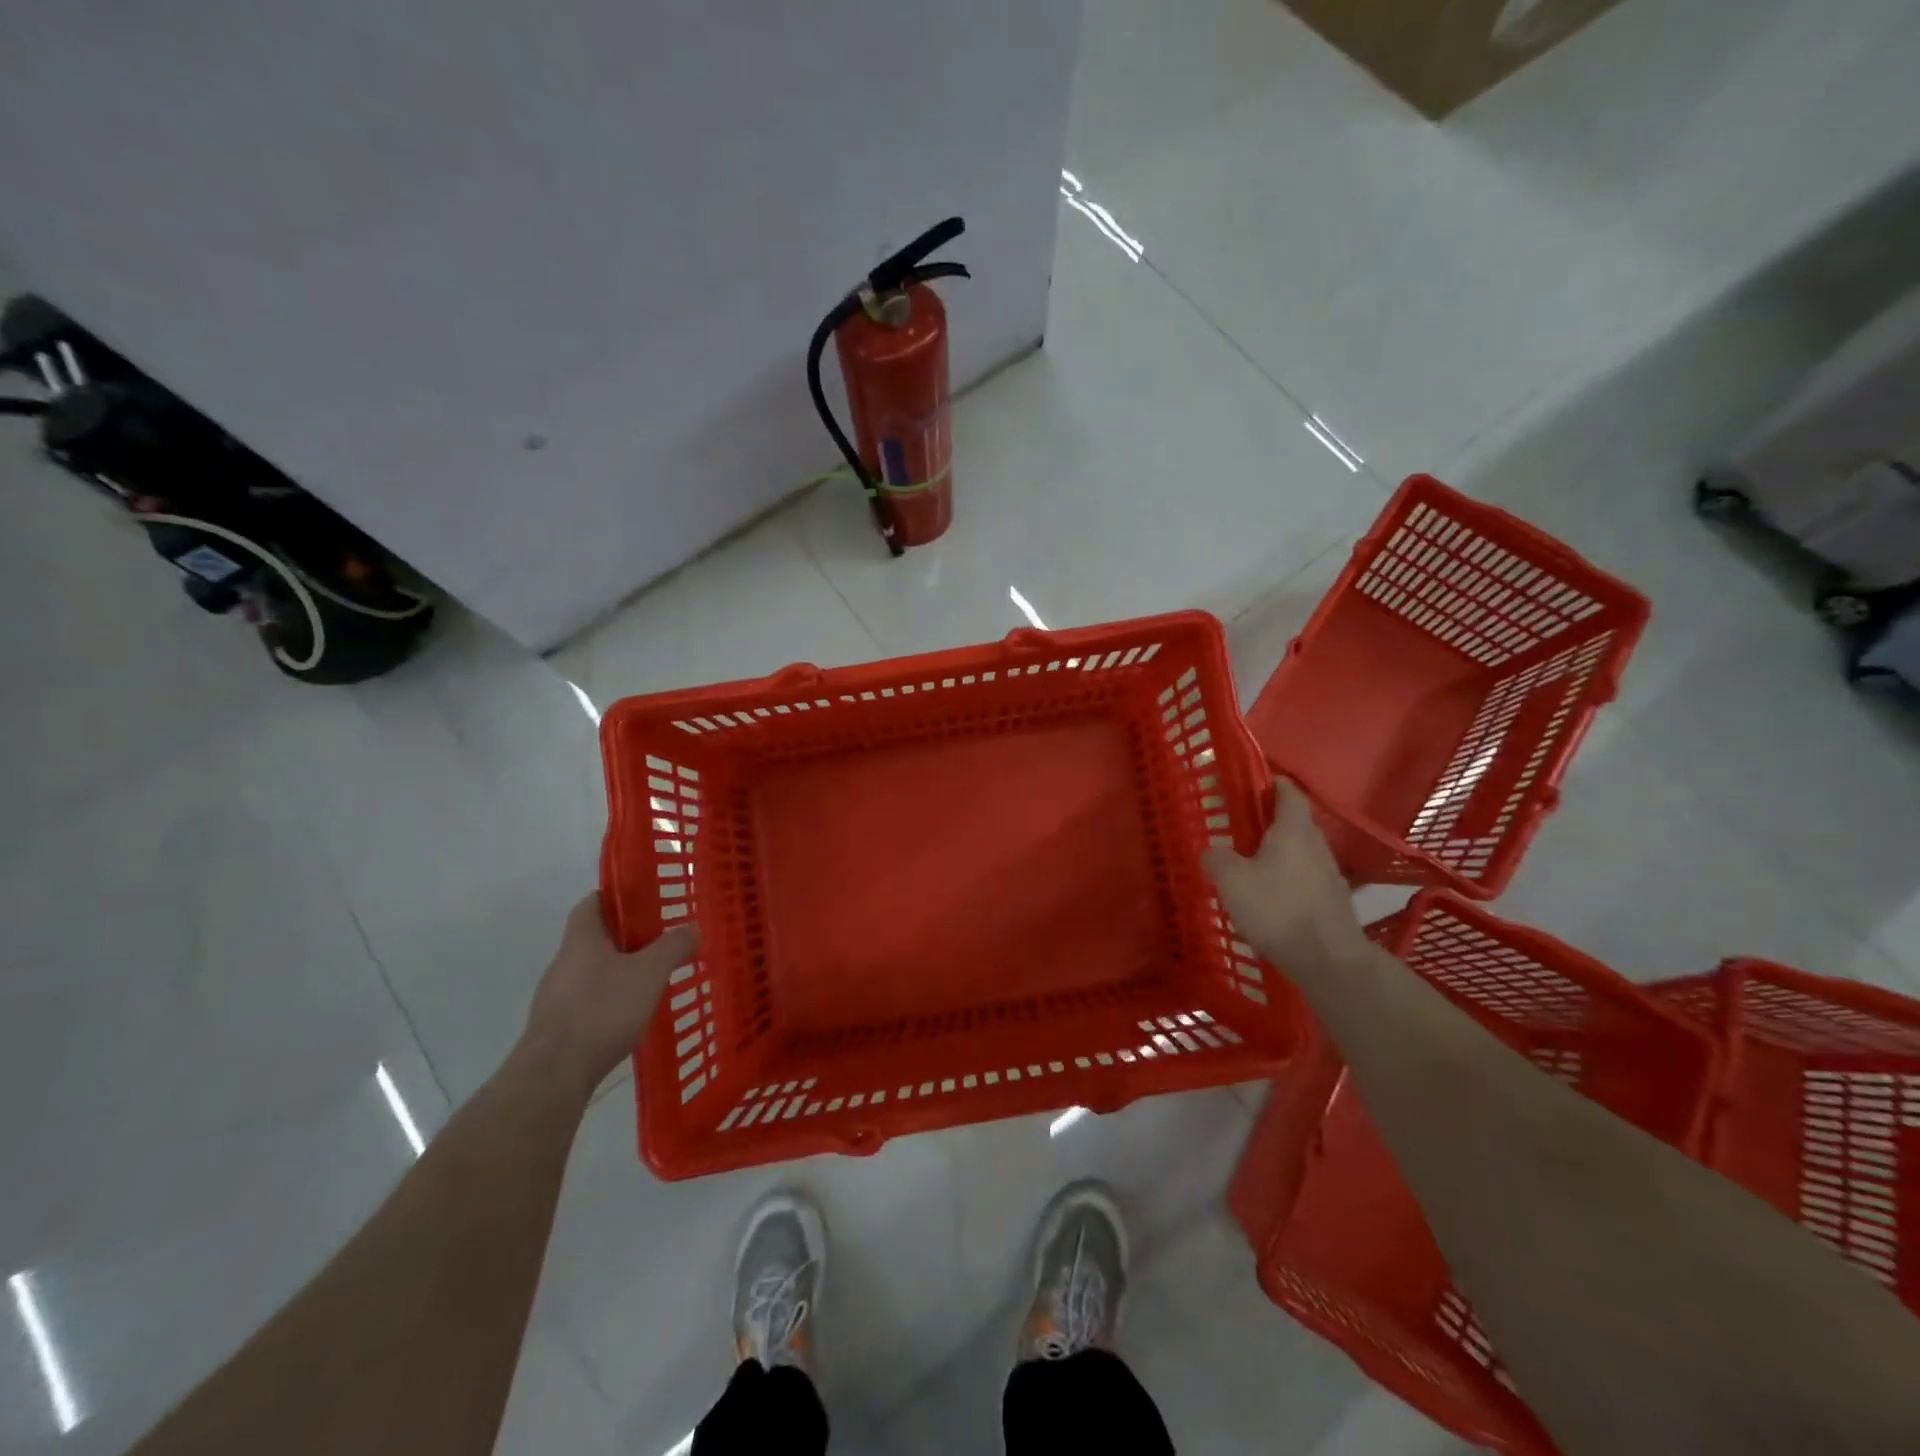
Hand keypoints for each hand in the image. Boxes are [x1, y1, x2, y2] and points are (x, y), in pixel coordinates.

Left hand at [521, 893, 699, 1101]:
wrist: (554, 1075)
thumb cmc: (602, 1010)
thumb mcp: (650, 972)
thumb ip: (673, 946)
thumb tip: (692, 927)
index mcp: (582, 939)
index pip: (592, 902)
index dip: (617, 896)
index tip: (645, 902)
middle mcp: (564, 961)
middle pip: (595, 937)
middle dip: (627, 937)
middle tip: (661, 941)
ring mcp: (556, 996)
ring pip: (592, 970)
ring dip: (619, 970)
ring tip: (652, 980)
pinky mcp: (557, 1026)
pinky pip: (588, 1000)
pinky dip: (609, 1000)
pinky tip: (631, 1015)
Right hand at [1202, 780, 1368, 976]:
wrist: (1328, 960)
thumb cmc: (1276, 908)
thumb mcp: (1232, 880)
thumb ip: (1217, 858)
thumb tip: (1211, 850)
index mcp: (1293, 830)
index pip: (1288, 793)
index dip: (1271, 784)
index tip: (1252, 784)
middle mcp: (1316, 845)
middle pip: (1295, 823)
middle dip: (1271, 822)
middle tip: (1241, 828)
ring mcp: (1329, 874)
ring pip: (1302, 852)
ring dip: (1280, 853)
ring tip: (1252, 865)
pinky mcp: (1333, 901)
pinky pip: (1306, 878)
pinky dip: (1289, 879)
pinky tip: (1271, 898)